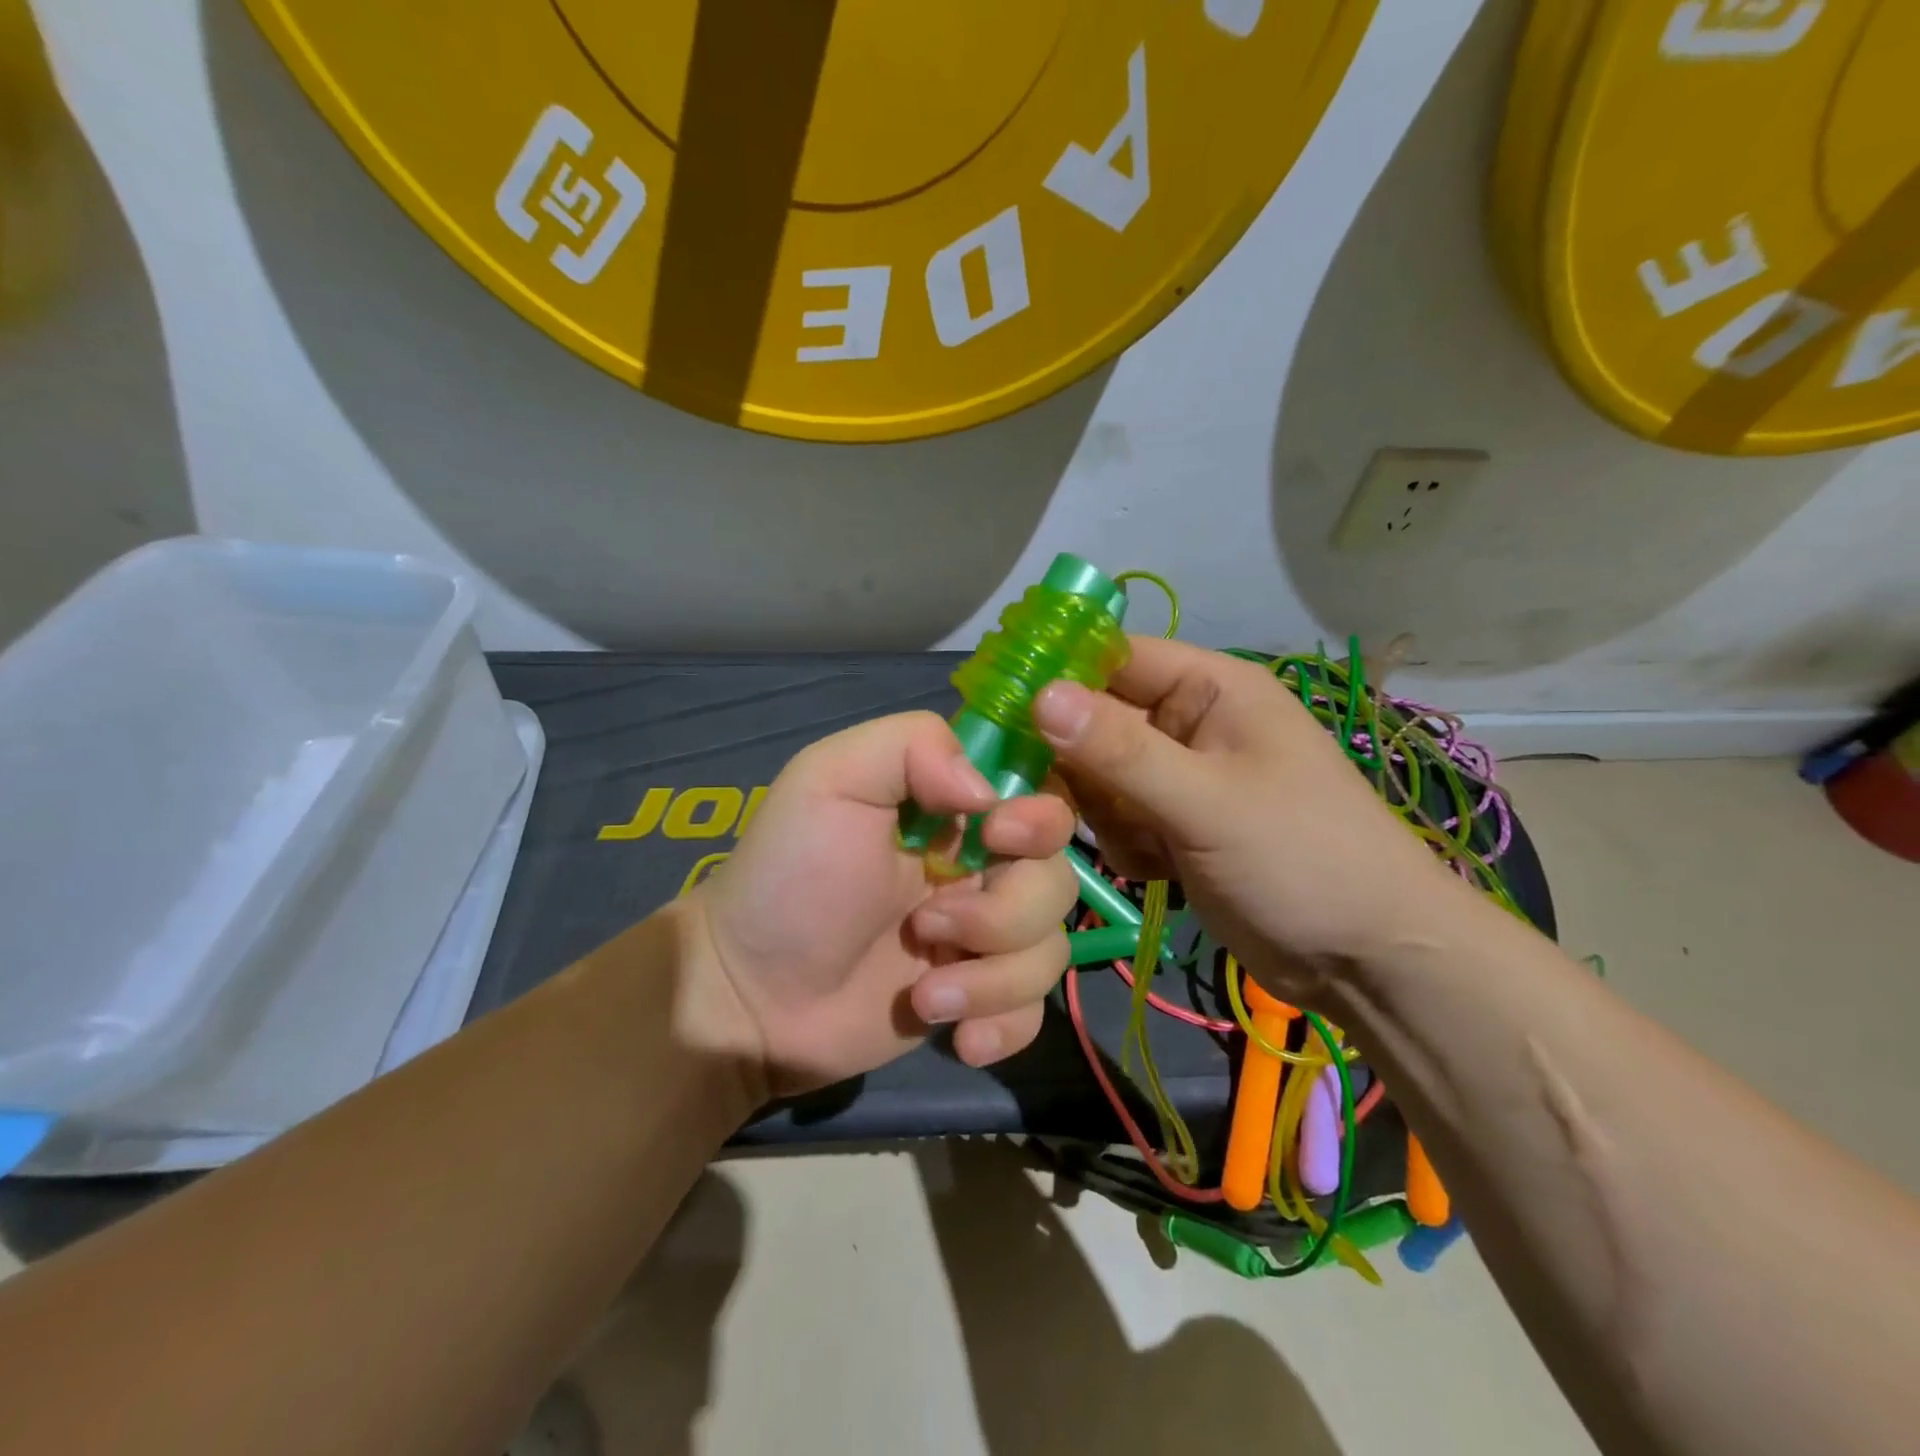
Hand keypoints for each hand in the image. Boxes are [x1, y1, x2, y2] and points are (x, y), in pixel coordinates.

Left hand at [677, 712, 1076, 1099]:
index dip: (1039, 818)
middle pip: (1055, 878)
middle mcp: (978, 867)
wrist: (749, 996)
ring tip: (924, 996)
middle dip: (1004, 912)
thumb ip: (912, 746)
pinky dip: (1004, 1026)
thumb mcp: (830, 779)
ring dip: (993, 978)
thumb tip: (988, 793)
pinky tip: (958, 1038)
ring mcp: (981, 938)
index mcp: (952, 809)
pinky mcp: (978, 1000)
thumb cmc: (788, 877)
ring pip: (1049, 948)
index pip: (1039, 795)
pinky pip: (1033, 1010)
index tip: (996, 839)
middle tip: (928, 926)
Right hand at [1031, 637, 1462, 1003]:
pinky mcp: (1175, 825)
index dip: (1054, 676)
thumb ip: (1120, 750)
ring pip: (1099, 774)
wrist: (1370, 960)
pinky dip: (1122, 843)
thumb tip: (1039, 695)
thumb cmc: (1303, 860)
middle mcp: (1189, 723)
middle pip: (1095, 720)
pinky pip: (1117, 817)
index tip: (998, 713)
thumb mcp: (1207, 801)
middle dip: (1074, 764)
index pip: (1112, 657)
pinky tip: (1153, 870)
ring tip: (1138, 845)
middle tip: (1048, 803)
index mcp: (1210, 688)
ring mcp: (1180, 777)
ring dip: (1101, 812)